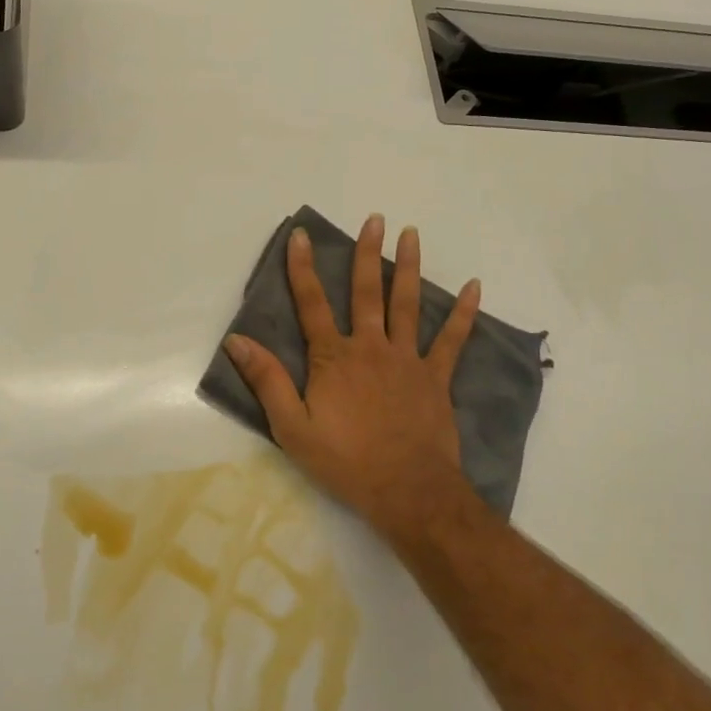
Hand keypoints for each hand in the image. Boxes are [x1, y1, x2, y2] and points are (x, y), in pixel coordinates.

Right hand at [223, 214, 480, 539]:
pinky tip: (474, 287)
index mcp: (333, 357)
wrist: (407, 491)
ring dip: (409, 267)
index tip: (300, 235)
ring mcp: (407, 359)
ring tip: (411, 233)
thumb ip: (266, 380)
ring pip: (407, 304)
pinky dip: (463, 313)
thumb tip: (237, 341)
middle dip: (367, 253)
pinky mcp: (435, 377)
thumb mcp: (292, 428)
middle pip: (366, 291)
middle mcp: (370, 347)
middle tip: (374, 219)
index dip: (302, 268)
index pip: (312, 303)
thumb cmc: (345, 462)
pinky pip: (452, 340)